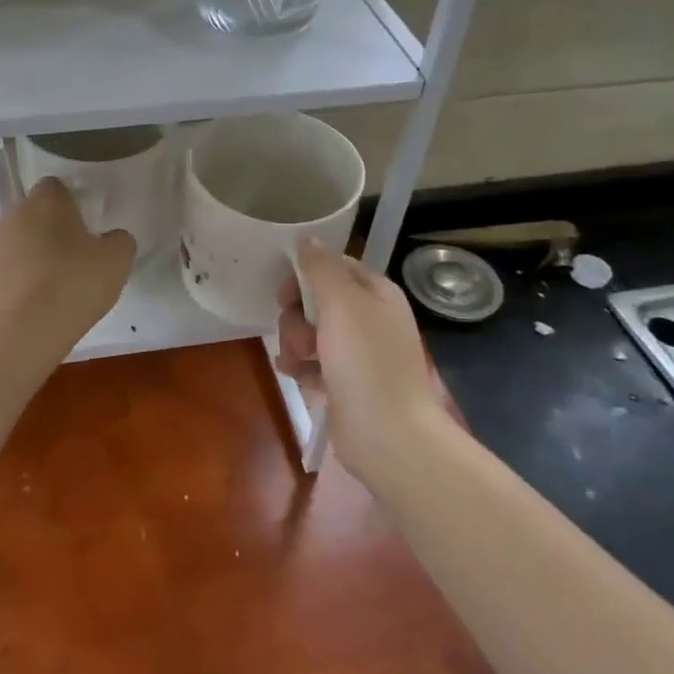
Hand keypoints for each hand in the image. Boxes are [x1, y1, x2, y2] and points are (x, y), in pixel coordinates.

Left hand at [0, 178, 134, 341]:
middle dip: (56, 227)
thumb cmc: (74, 284)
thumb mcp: (117, 260)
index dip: (74, 202)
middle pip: (39, 212)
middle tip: (79, 254)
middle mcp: (16, 214)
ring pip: (24, 238)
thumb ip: (120, 240)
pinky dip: (26, 274)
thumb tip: (111, 238)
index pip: (57, 186)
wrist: (23, 331)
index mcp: (46, 201)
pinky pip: (13, 264)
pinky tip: (41, 298)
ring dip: (39, 251)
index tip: (89, 225)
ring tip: (60, 280)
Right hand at [278, 238, 463, 486]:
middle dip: (297, 316)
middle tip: (298, 334)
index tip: (286, 293)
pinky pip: (312, 362)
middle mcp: (370, 319)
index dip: (306, 275)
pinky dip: (301, 366)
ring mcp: (358, 353)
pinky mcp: (345, 382)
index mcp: (377, 294)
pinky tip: (296, 376)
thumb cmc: (366, 362)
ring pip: (310, 331)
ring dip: (295, 343)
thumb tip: (308, 238)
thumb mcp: (342, 304)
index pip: (335, 266)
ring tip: (299, 363)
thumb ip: (321, 268)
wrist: (387, 435)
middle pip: (317, 300)